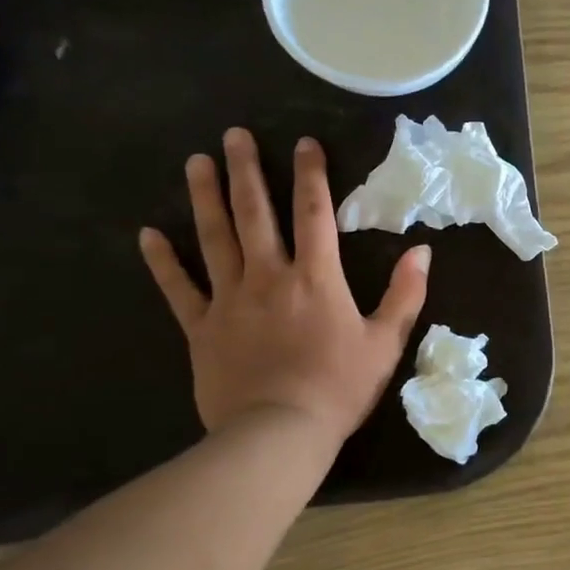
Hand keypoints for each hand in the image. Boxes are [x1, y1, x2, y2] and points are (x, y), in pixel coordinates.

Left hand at [138, 129, 429, 442]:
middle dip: (245, 170)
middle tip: (233, 135)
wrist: (279, 435)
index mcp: (316, 277)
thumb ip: (405, 294)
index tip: (304, 143)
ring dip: (205, 198)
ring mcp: (230, 300)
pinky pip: (179, 288)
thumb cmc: (338, 387)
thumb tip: (422, 251)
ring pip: (215, 238)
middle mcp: (269, 276)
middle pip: (256, 213)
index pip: (314, 213)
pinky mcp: (201, 327)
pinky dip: (163, 261)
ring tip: (195, 162)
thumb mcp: (385, 342)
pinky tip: (147, 234)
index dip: (311, 174)